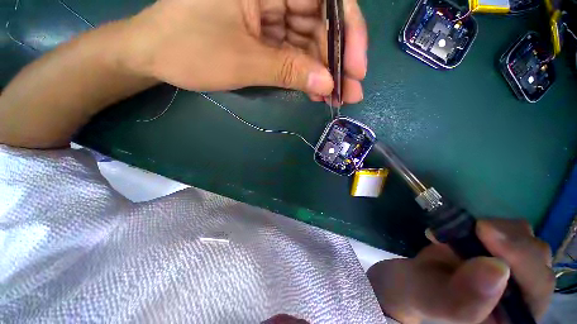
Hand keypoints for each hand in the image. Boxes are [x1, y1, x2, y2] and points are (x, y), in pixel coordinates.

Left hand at [121, 0, 366, 103]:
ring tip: (335, 97)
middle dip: (338, 61)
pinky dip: (307, 74)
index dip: (348, 32)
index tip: (356, 67)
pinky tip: (316, 92)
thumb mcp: (244, 61)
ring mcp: (270, 15)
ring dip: (324, 73)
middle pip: (322, 24)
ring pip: (310, 43)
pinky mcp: (265, 36)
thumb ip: (289, 70)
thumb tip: (326, 84)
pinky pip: (295, 54)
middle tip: (350, 91)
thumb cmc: (189, 49)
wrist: (157, 55)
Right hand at [367, 219, 554, 323]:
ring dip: (494, 230)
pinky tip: (458, 231)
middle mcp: (520, 295)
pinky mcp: (497, 250)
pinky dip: (482, 225)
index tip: (485, 232)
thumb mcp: (432, 302)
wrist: (411, 280)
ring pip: (524, 238)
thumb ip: (461, 300)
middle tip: (476, 228)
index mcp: (511, 318)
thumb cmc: (420, 296)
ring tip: (459, 233)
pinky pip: (505, 229)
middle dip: (507, 239)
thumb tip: (495, 269)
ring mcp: (511, 270)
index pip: (537, 287)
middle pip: (537, 258)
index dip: (520, 258)